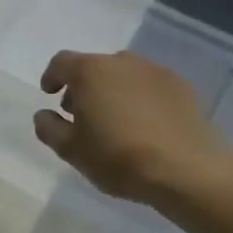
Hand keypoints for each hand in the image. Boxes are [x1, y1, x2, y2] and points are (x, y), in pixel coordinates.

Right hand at [33, 51, 232, 207]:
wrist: (188, 171)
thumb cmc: (119, 157)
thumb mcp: (71, 150)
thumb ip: (48, 128)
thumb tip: (44, 114)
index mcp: (89, 71)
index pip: (61, 62)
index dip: (52, 76)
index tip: (49, 94)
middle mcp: (121, 62)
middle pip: (93, 66)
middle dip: (83, 86)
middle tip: (81, 113)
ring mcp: (155, 71)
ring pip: (123, 74)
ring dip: (112, 90)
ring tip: (115, 120)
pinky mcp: (182, 87)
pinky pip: (150, 86)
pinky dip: (140, 97)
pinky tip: (145, 124)